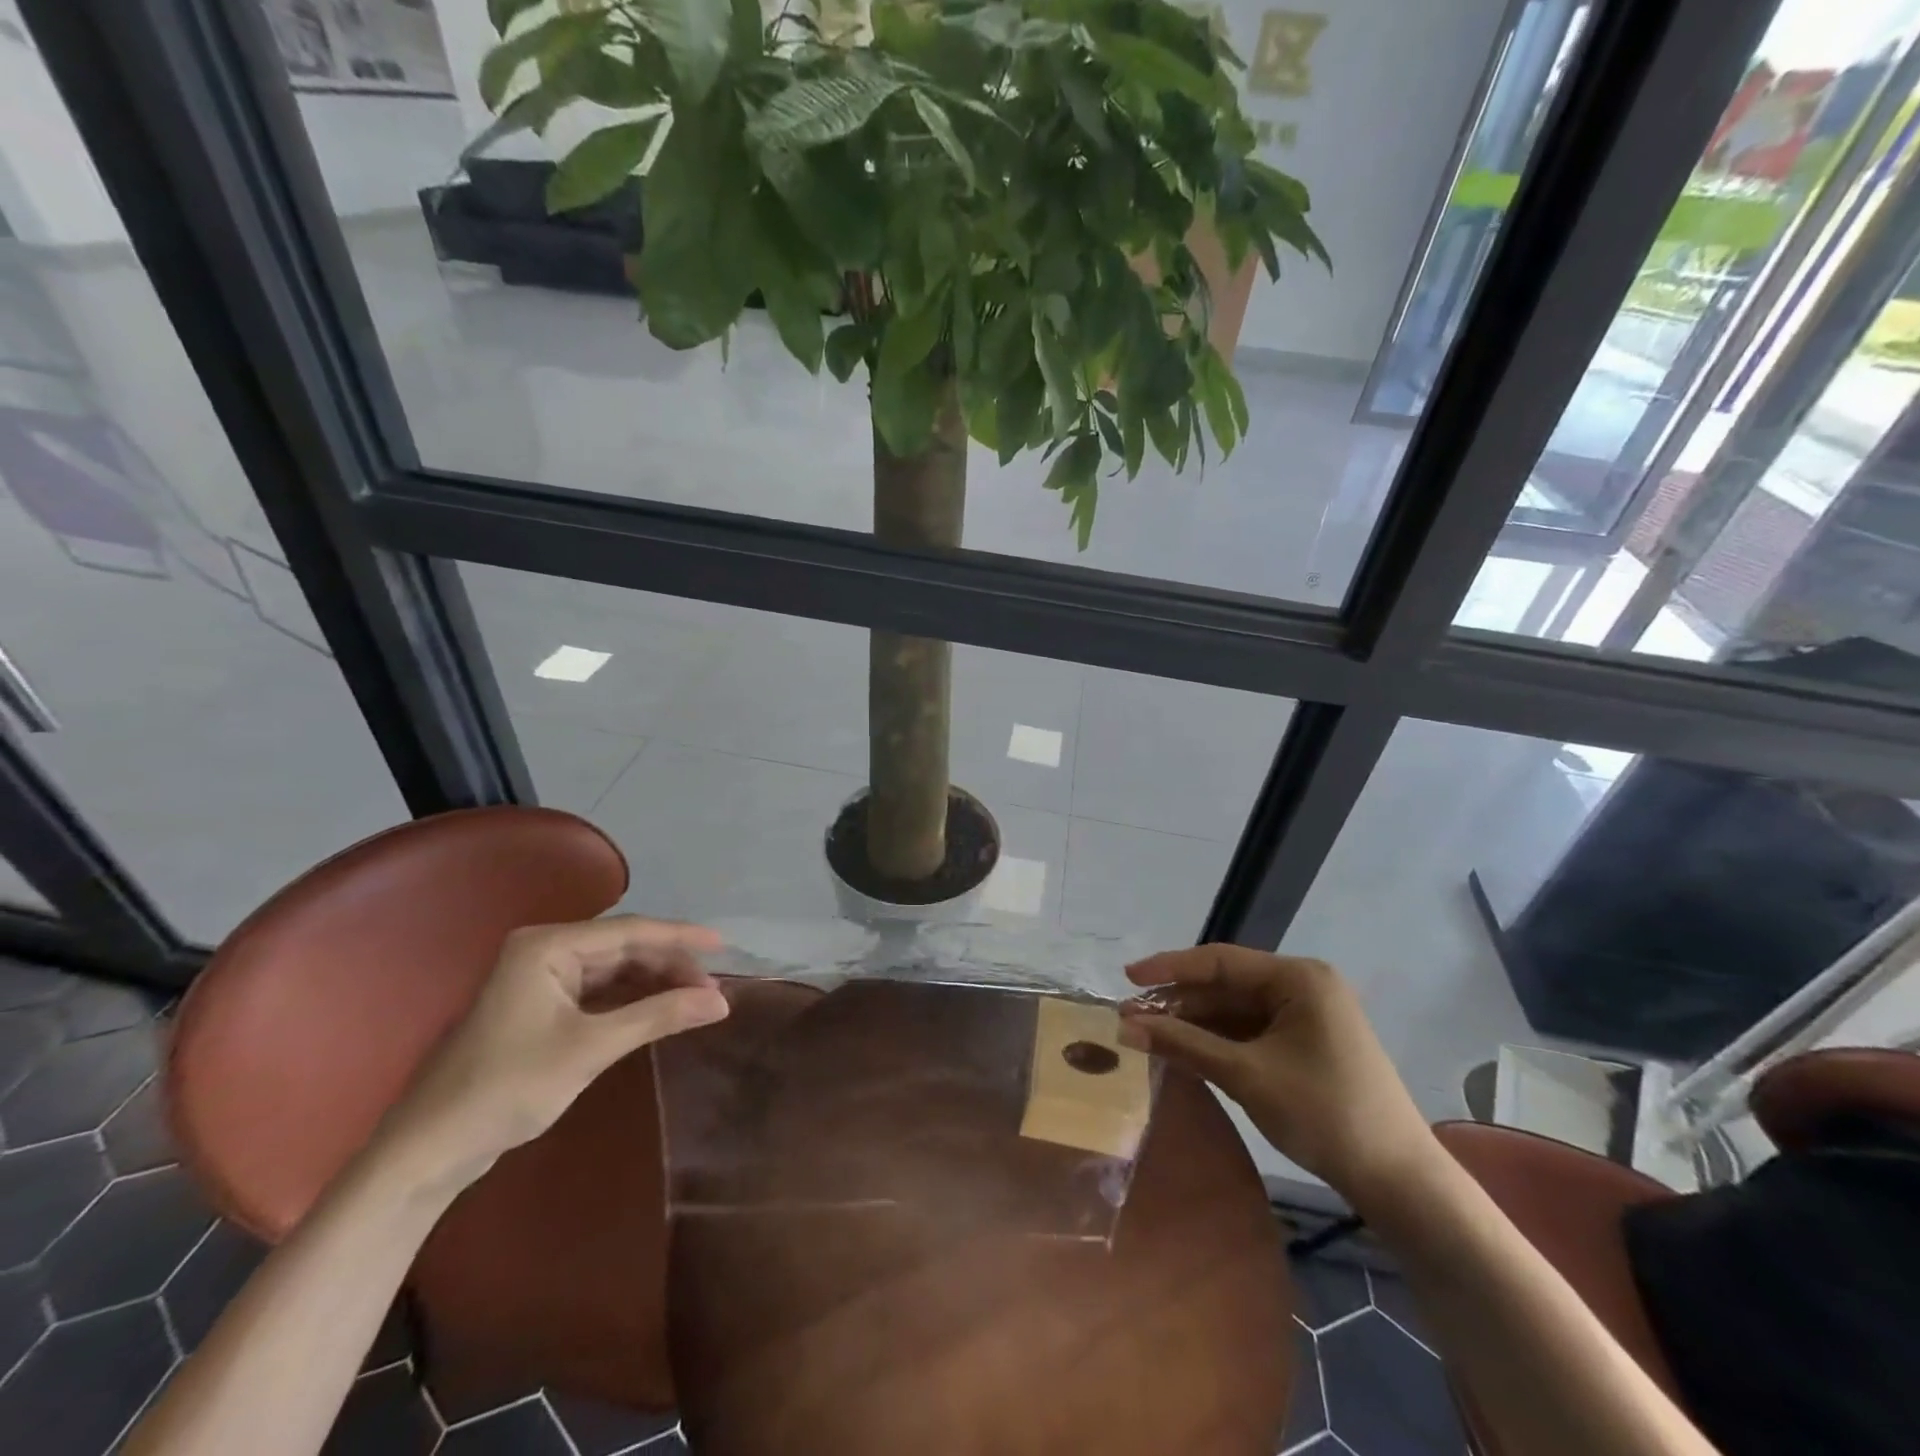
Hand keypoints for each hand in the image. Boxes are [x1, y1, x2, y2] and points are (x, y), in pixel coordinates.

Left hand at [382, 916, 729, 1188]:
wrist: (429, 1151)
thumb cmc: (507, 1087)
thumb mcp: (591, 1048)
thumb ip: (659, 1016)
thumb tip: (722, 1001)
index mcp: (547, 945)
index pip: (630, 930)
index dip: (681, 937)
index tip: (725, 947)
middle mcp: (545, 950)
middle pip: (624, 947)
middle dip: (670, 965)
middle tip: (712, 989)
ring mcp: (541, 978)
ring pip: (615, 969)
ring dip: (654, 983)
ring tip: (696, 1001)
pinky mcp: (542, 1006)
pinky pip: (600, 991)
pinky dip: (633, 1000)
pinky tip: (661, 1011)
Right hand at [1119, 946, 1437, 1213]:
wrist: (1400, 1182)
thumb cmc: (1324, 1114)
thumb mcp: (1246, 1075)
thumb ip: (1185, 1044)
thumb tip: (1126, 1028)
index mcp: (1298, 978)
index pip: (1220, 961)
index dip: (1169, 967)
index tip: (1127, 977)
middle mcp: (1303, 986)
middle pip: (1226, 984)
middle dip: (1178, 1002)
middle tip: (1130, 1017)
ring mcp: (1307, 1016)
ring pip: (1236, 1010)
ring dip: (1194, 1023)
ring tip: (1148, 1035)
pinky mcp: (1307, 1044)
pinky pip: (1251, 1031)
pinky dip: (1218, 1041)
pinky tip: (1185, 1050)